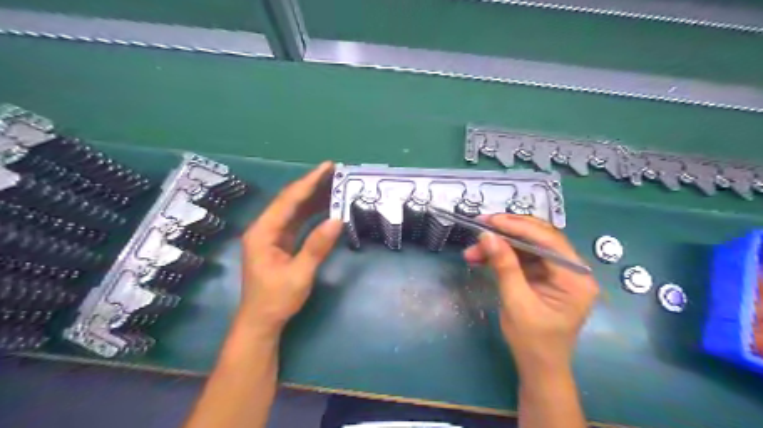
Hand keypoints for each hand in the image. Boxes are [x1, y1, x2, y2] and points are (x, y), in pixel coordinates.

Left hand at [241, 162, 341, 335]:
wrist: (262, 322)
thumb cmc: (276, 300)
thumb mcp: (299, 274)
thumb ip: (317, 246)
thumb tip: (338, 220)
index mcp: (263, 232)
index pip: (288, 200)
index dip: (309, 182)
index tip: (327, 167)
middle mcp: (265, 229)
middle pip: (290, 200)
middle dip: (312, 185)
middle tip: (335, 172)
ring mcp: (272, 235)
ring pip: (294, 210)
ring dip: (313, 197)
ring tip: (335, 185)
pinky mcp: (280, 243)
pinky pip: (297, 222)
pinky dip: (312, 213)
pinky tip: (326, 207)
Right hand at [461, 216, 598, 375]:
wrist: (539, 367)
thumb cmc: (533, 341)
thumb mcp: (516, 302)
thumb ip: (504, 266)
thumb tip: (486, 235)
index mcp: (575, 278)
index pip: (548, 240)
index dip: (517, 226)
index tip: (489, 221)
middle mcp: (571, 269)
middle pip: (538, 238)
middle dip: (506, 232)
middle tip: (479, 227)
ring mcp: (558, 272)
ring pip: (527, 246)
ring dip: (499, 246)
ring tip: (472, 251)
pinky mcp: (544, 276)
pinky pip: (522, 258)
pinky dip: (501, 256)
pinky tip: (481, 257)